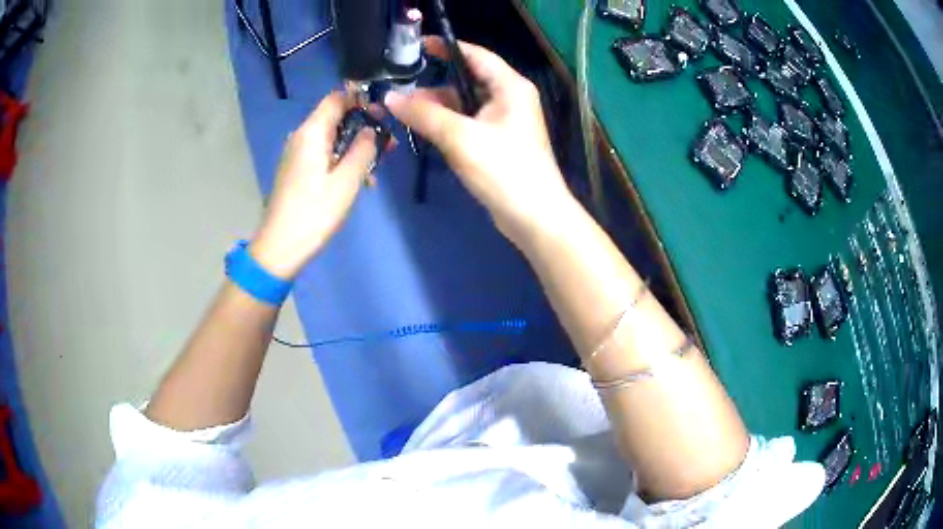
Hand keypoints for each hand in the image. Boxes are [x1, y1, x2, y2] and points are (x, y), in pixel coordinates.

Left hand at [250, 92, 381, 279]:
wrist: (280, 246)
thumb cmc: (314, 212)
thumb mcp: (347, 180)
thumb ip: (363, 149)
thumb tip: (372, 130)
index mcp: (311, 132)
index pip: (338, 98)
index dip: (363, 101)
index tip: (384, 116)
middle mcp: (301, 136)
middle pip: (335, 117)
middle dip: (364, 127)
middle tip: (388, 145)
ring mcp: (297, 154)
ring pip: (331, 138)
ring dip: (355, 147)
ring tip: (376, 169)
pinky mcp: (296, 170)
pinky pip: (323, 154)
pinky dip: (341, 160)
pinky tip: (357, 181)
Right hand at [385, 38, 574, 244]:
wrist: (534, 216)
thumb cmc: (503, 169)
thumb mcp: (460, 137)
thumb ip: (423, 114)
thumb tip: (390, 97)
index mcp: (509, 86)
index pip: (475, 55)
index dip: (446, 47)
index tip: (416, 46)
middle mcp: (509, 98)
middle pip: (467, 80)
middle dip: (434, 84)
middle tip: (401, 88)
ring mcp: (504, 121)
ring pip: (465, 104)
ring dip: (437, 106)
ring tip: (404, 112)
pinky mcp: (497, 141)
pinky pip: (468, 122)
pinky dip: (447, 123)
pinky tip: (424, 129)